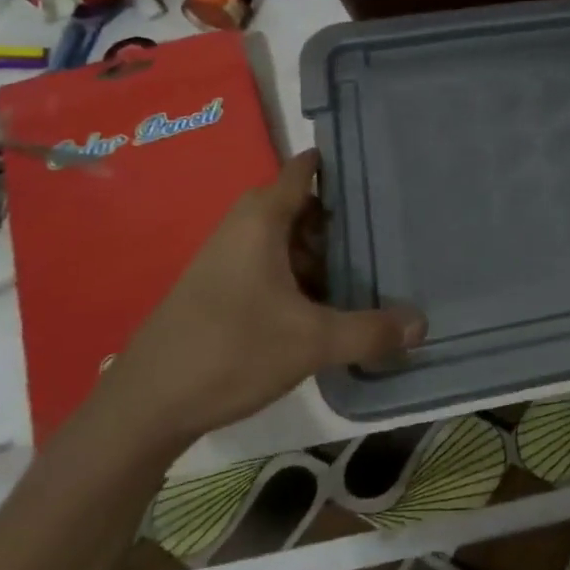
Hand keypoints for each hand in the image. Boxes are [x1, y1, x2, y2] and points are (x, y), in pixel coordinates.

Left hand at [99, 150, 425, 450]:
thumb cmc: (231, 351)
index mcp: (261, 220)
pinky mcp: (221, 290)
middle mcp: (242, 228)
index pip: (303, 170)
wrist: (146, 406)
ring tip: (366, 271)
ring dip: (321, 254)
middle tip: (387, 230)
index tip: (377, 164)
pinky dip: (300, 275)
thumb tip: (423, 324)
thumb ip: (370, 331)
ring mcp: (228, 260)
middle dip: (341, 219)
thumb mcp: (311, 342)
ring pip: (286, 241)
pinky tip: (325, 305)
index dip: (337, 164)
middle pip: (301, 207)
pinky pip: (271, 266)